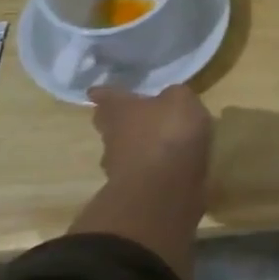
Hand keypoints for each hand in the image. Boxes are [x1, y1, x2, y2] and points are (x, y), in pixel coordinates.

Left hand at [90, 84, 212, 195]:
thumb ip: (174, 95)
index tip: (97, 90)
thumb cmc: (168, 133)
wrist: (163, 189)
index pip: (105, 96)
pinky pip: (141, 171)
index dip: (105, 92)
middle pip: (110, 125)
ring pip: (124, 150)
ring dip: (137, 146)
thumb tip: (169, 98)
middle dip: (120, 120)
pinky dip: (151, 167)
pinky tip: (168, 165)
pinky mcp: (132, 189)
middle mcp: (111, 136)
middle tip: (135, 116)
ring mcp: (118, 167)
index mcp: (118, 110)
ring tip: (159, 143)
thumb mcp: (181, 100)